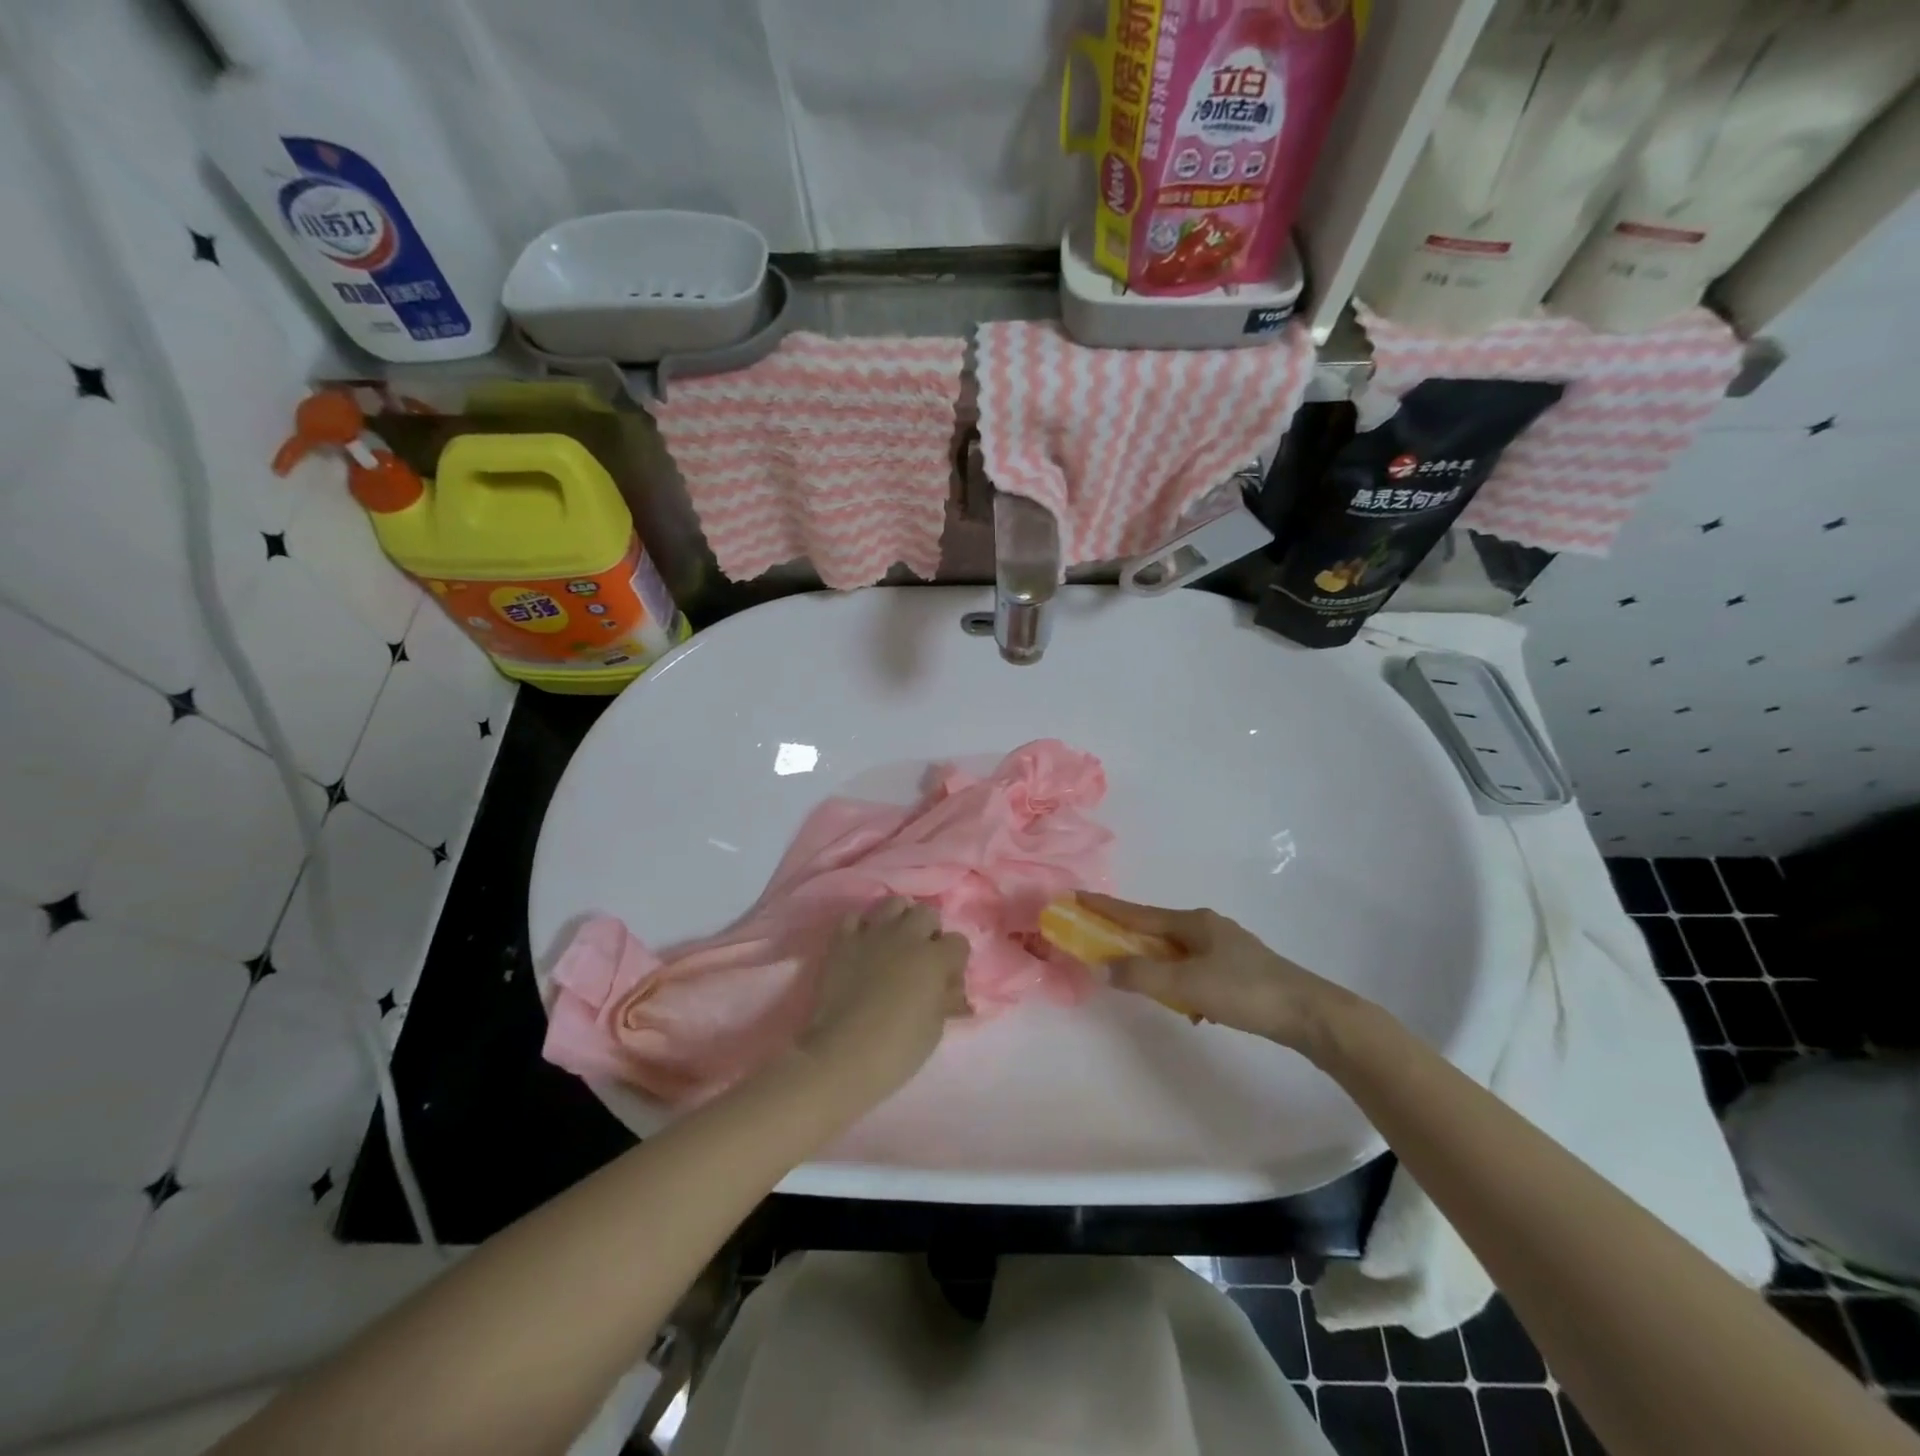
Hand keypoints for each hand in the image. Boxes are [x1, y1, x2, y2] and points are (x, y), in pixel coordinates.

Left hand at [799, 898, 970, 1102]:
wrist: (844, 1054)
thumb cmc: (898, 1048)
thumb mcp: (935, 1028)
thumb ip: (945, 999)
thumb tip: (950, 989)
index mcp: (935, 958)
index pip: (959, 942)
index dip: (955, 961)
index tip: (947, 980)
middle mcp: (906, 936)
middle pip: (927, 913)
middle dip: (929, 931)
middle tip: (921, 958)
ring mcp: (872, 934)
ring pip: (894, 903)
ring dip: (899, 919)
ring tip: (894, 943)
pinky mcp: (842, 941)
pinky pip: (854, 917)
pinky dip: (861, 927)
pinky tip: (862, 945)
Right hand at [1076, 893, 1349, 1052]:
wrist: (1310, 1014)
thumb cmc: (1245, 991)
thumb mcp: (1186, 985)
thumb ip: (1141, 976)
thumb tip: (1101, 967)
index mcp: (1193, 922)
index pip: (1138, 913)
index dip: (1105, 907)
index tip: (1076, 896)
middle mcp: (1207, 927)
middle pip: (1156, 929)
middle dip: (1127, 936)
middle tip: (1099, 941)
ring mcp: (1226, 948)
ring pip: (1176, 952)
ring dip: (1155, 963)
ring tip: (1143, 983)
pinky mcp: (1240, 970)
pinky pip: (1195, 969)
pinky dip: (1180, 982)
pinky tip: (1189, 1008)